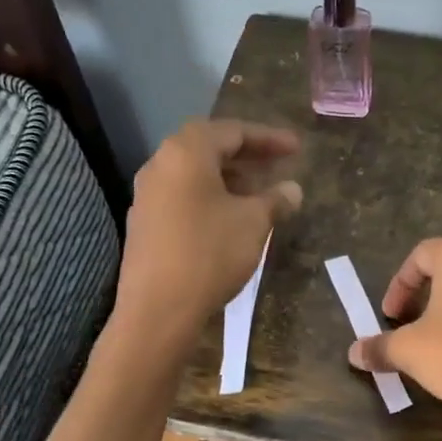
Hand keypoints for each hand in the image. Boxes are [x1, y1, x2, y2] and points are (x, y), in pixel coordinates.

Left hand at [117, 119, 301, 343]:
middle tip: (278, 166)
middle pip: (209, 148)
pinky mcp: (144, 223)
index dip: (269, 138)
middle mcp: (161, 164)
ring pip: (195, 174)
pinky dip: (210, 198)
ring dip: (229, 179)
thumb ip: (275, 200)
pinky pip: (183, 196)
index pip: (233, 131)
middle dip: (247, 156)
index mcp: (186, 153)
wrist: (158, 309)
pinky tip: (230, 219)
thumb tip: (293, 189)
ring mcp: (147, 195)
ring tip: (259, 195)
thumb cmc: (209, 254)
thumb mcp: (253, 223)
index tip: (297, 148)